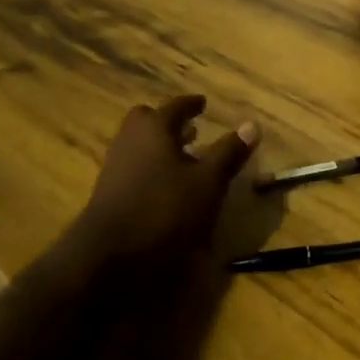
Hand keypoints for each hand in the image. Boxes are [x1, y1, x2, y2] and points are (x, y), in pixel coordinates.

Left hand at [77, 96, 258, 297]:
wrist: (108, 256)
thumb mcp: (208, 183)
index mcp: (153, 128)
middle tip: (190, 130)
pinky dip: (150, 168)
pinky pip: (133, 167)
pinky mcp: (108, 192)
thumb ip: (228, 153)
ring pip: (139, 145)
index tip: (203, 103)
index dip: (192, 104)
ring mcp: (114, 166)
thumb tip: (252, 125)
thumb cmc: (164, 210)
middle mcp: (129, 140)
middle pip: (147, 121)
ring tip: (183, 160)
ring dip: (160, 147)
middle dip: (168, 123)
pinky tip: (166, 188)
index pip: (176, 106)